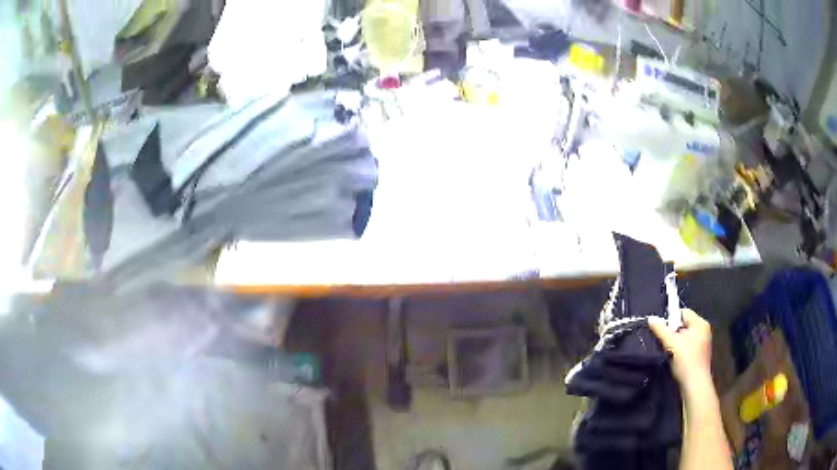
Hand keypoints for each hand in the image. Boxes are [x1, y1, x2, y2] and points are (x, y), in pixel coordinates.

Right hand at [648, 309, 712, 391]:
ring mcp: (703, 342)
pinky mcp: (700, 353)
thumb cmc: (685, 360)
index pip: (684, 312)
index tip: (662, 329)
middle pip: (684, 324)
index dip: (671, 318)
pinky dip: (680, 349)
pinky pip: (688, 345)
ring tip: (669, 351)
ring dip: (676, 341)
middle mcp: (703, 330)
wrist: (695, 384)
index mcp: (700, 323)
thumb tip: (651, 319)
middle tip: (664, 341)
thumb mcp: (671, 344)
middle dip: (673, 331)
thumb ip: (661, 330)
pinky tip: (675, 358)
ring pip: (685, 336)